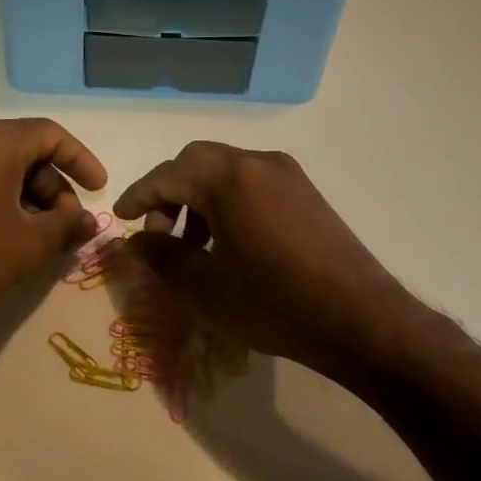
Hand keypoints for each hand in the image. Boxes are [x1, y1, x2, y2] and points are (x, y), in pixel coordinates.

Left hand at [0, 118, 107, 328]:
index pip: (52, 135)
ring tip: (38, 242)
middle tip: (66, 227)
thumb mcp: (27, 245)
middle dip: (54, 190)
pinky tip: (4, 241)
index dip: (81, 161)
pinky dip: (0, 204)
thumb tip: (89, 222)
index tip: (98, 189)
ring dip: (28, 201)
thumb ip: (66, 229)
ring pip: (0, 171)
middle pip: (26, 153)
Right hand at [112, 142, 419, 383]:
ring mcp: (286, 174)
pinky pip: (252, 181)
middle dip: (169, 192)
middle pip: (196, 161)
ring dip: (199, 196)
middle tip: (159, 233)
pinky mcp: (305, 190)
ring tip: (194, 245)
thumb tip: (136, 240)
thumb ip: (162, 259)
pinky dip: (228, 199)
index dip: (138, 196)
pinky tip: (230, 242)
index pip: (168, 175)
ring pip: (225, 169)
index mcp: (229, 180)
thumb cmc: (275, 305)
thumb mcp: (206, 289)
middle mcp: (257, 163)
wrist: (360, 319)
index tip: (120, 218)